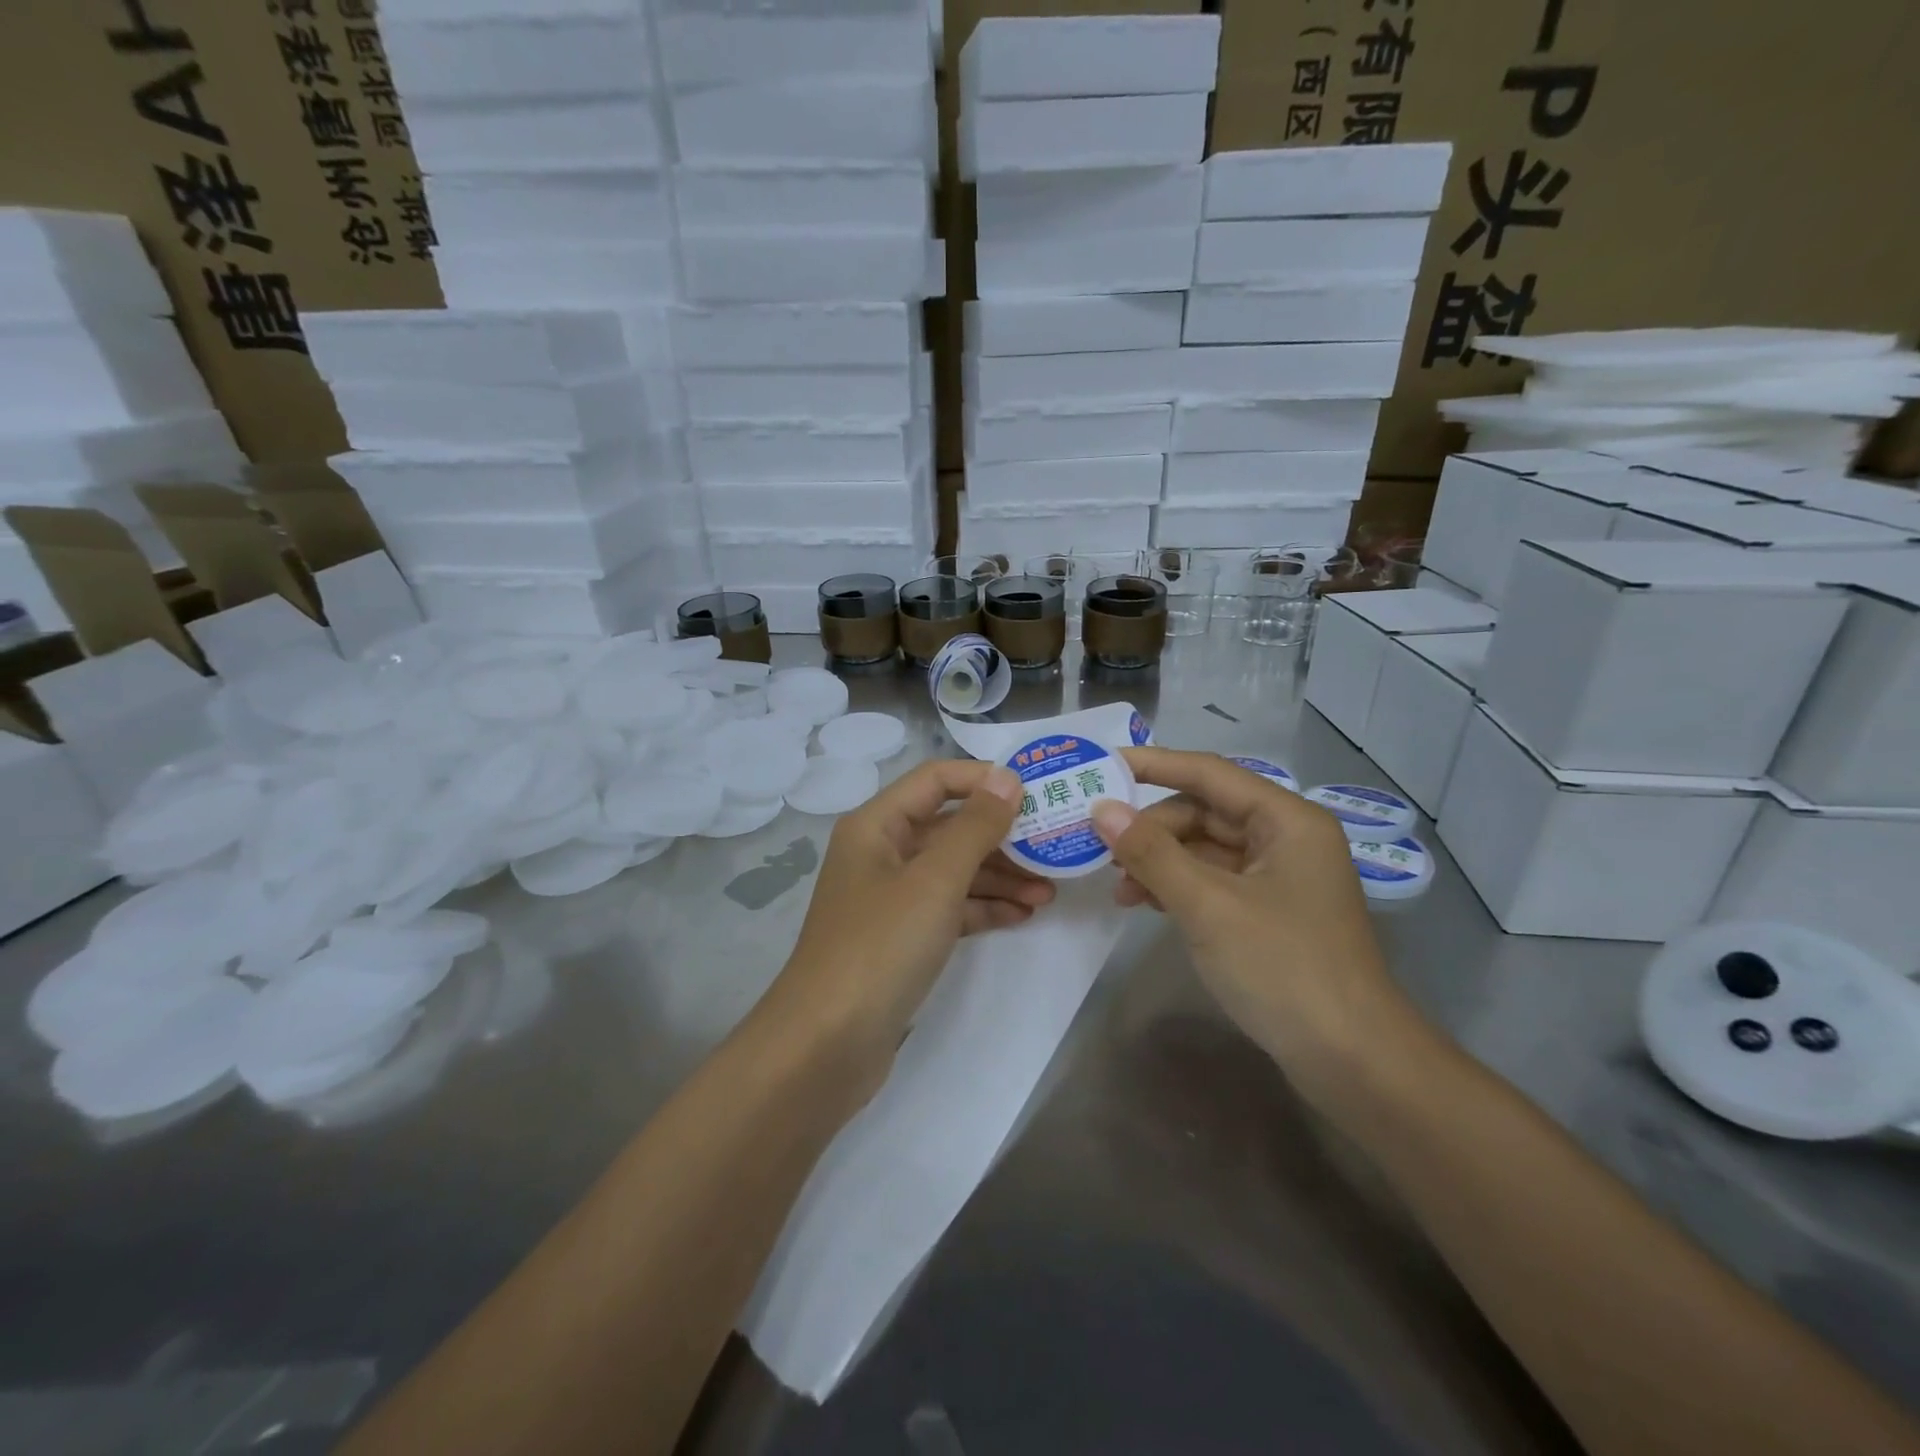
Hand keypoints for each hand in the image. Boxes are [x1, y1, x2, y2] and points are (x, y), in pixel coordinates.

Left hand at [765, 758, 1051, 1079]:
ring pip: (953, 871)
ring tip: (1050, 890)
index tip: (1036, 792)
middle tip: (1054, 847)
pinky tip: (1023, 916)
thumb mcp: (934, 881)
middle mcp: (881, 853)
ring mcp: (890, 898)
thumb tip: (1006, 777)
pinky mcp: (901, 938)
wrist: (826, 1045)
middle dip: (1001, 836)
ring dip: (1000, 877)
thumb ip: (975, 827)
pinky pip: (948, 908)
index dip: (984, 779)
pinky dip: (983, 909)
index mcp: (876, 825)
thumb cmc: (880, 947)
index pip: (936, 780)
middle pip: (948, 828)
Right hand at [1090, 748, 1416, 1099]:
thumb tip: (1102, 810)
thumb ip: (1152, 853)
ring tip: (1119, 887)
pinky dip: (1179, 887)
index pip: (1209, 773)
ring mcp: (1279, 878)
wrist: (1353, 1062)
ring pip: (1206, 849)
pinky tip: (1147, 905)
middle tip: (1102, 849)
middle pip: (1205, 812)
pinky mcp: (1269, 913)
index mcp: (1286, 820)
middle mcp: (1286, 838)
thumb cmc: (1283, 968)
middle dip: (1152, 828)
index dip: (1153, 765)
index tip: (1102, 765)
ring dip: (1160, 861)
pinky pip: (1214, 881)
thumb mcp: (1208, 905)